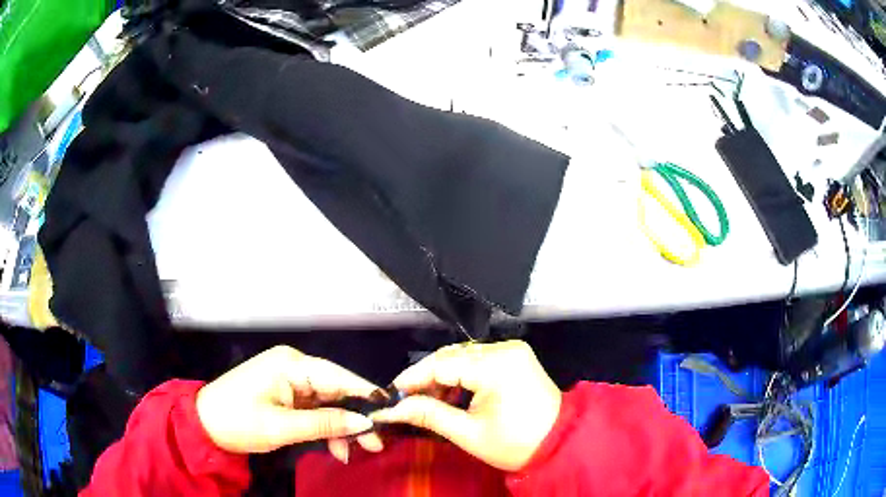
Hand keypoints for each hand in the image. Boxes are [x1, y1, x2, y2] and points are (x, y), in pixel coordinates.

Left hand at [196, 346, 382, 460]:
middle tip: (374, 443)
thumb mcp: (282, 427)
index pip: (337, 376)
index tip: (391, 411)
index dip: (365, 394)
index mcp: (290, 364)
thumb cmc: (238, 421)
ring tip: (353, 452)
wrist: (203, 425)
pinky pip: (313, 409)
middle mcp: (293, 367)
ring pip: (327, 402)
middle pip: (335, 390)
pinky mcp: (285, 394)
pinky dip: (324, 427)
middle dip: (354, 417)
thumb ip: (325, 423)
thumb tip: (365, 422)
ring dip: (339, 427)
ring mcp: (288, 380)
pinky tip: (334, 447)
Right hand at [370, 340, 560, 470]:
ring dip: (443, 376)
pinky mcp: (516, 356)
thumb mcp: (468, 433)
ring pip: (463, 356)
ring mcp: (512, 350)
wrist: (559, 443)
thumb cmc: (515, 443)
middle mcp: (504, 348)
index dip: (413, 378)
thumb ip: (428, 415)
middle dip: (427, 378)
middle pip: (451, 356)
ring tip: (428, 401)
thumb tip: (392, 409)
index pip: (441, 363)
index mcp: (496, 365)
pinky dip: (461, 375)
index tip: (391, 394)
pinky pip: (478, 359)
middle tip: (407, 400)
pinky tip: (452, 394)